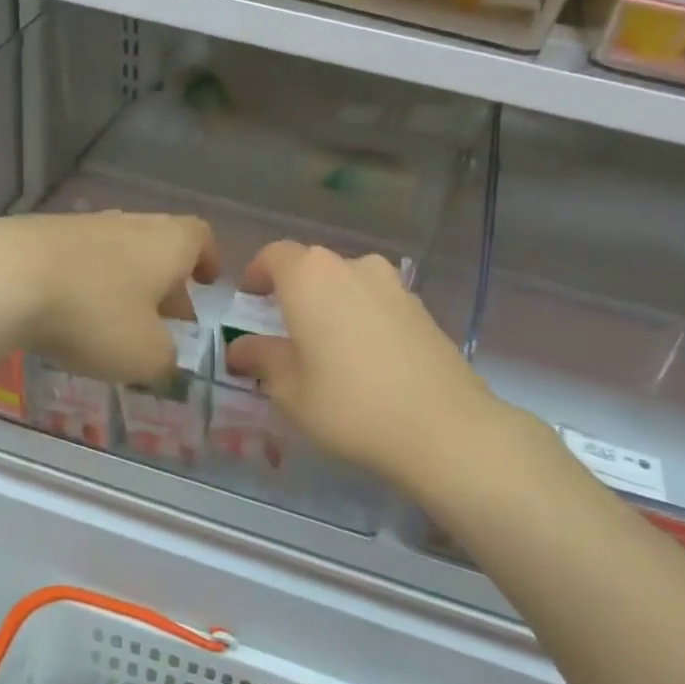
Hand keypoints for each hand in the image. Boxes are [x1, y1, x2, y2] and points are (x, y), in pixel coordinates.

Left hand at [0, 213, 218, 385]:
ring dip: (121, 284)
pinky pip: (75, 259)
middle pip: (158, 246)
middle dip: (164, 283)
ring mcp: (80, 225)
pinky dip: (82, 284)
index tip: (205, 284)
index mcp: (167, 243)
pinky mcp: (38, 234)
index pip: (200, 236)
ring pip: (115, 252)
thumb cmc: (94, 315)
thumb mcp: (145, 356)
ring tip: (111, 323)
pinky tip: (66, 315)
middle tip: (162, 320)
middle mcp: (128, 224)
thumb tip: (165, 362)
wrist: (2, 278)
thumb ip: (166, 362)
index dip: (207, 259)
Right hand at [222, 242, 500, 491]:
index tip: (248, 300)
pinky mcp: (422, 309)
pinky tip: (365, 360)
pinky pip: (377, 303)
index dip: (256, 274)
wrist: (443, 427)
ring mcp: (393, 285)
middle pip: (313, 268)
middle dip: (294, 294)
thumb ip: (261, 360)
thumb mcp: (290, 389)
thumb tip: (241, 349)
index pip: (273, 256)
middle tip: (284, 332)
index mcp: (311, 276)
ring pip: (348, 285)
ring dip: (331, 306)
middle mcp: (353, 266)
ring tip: (327, 348)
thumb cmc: (349, 404)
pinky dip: (361, 319)